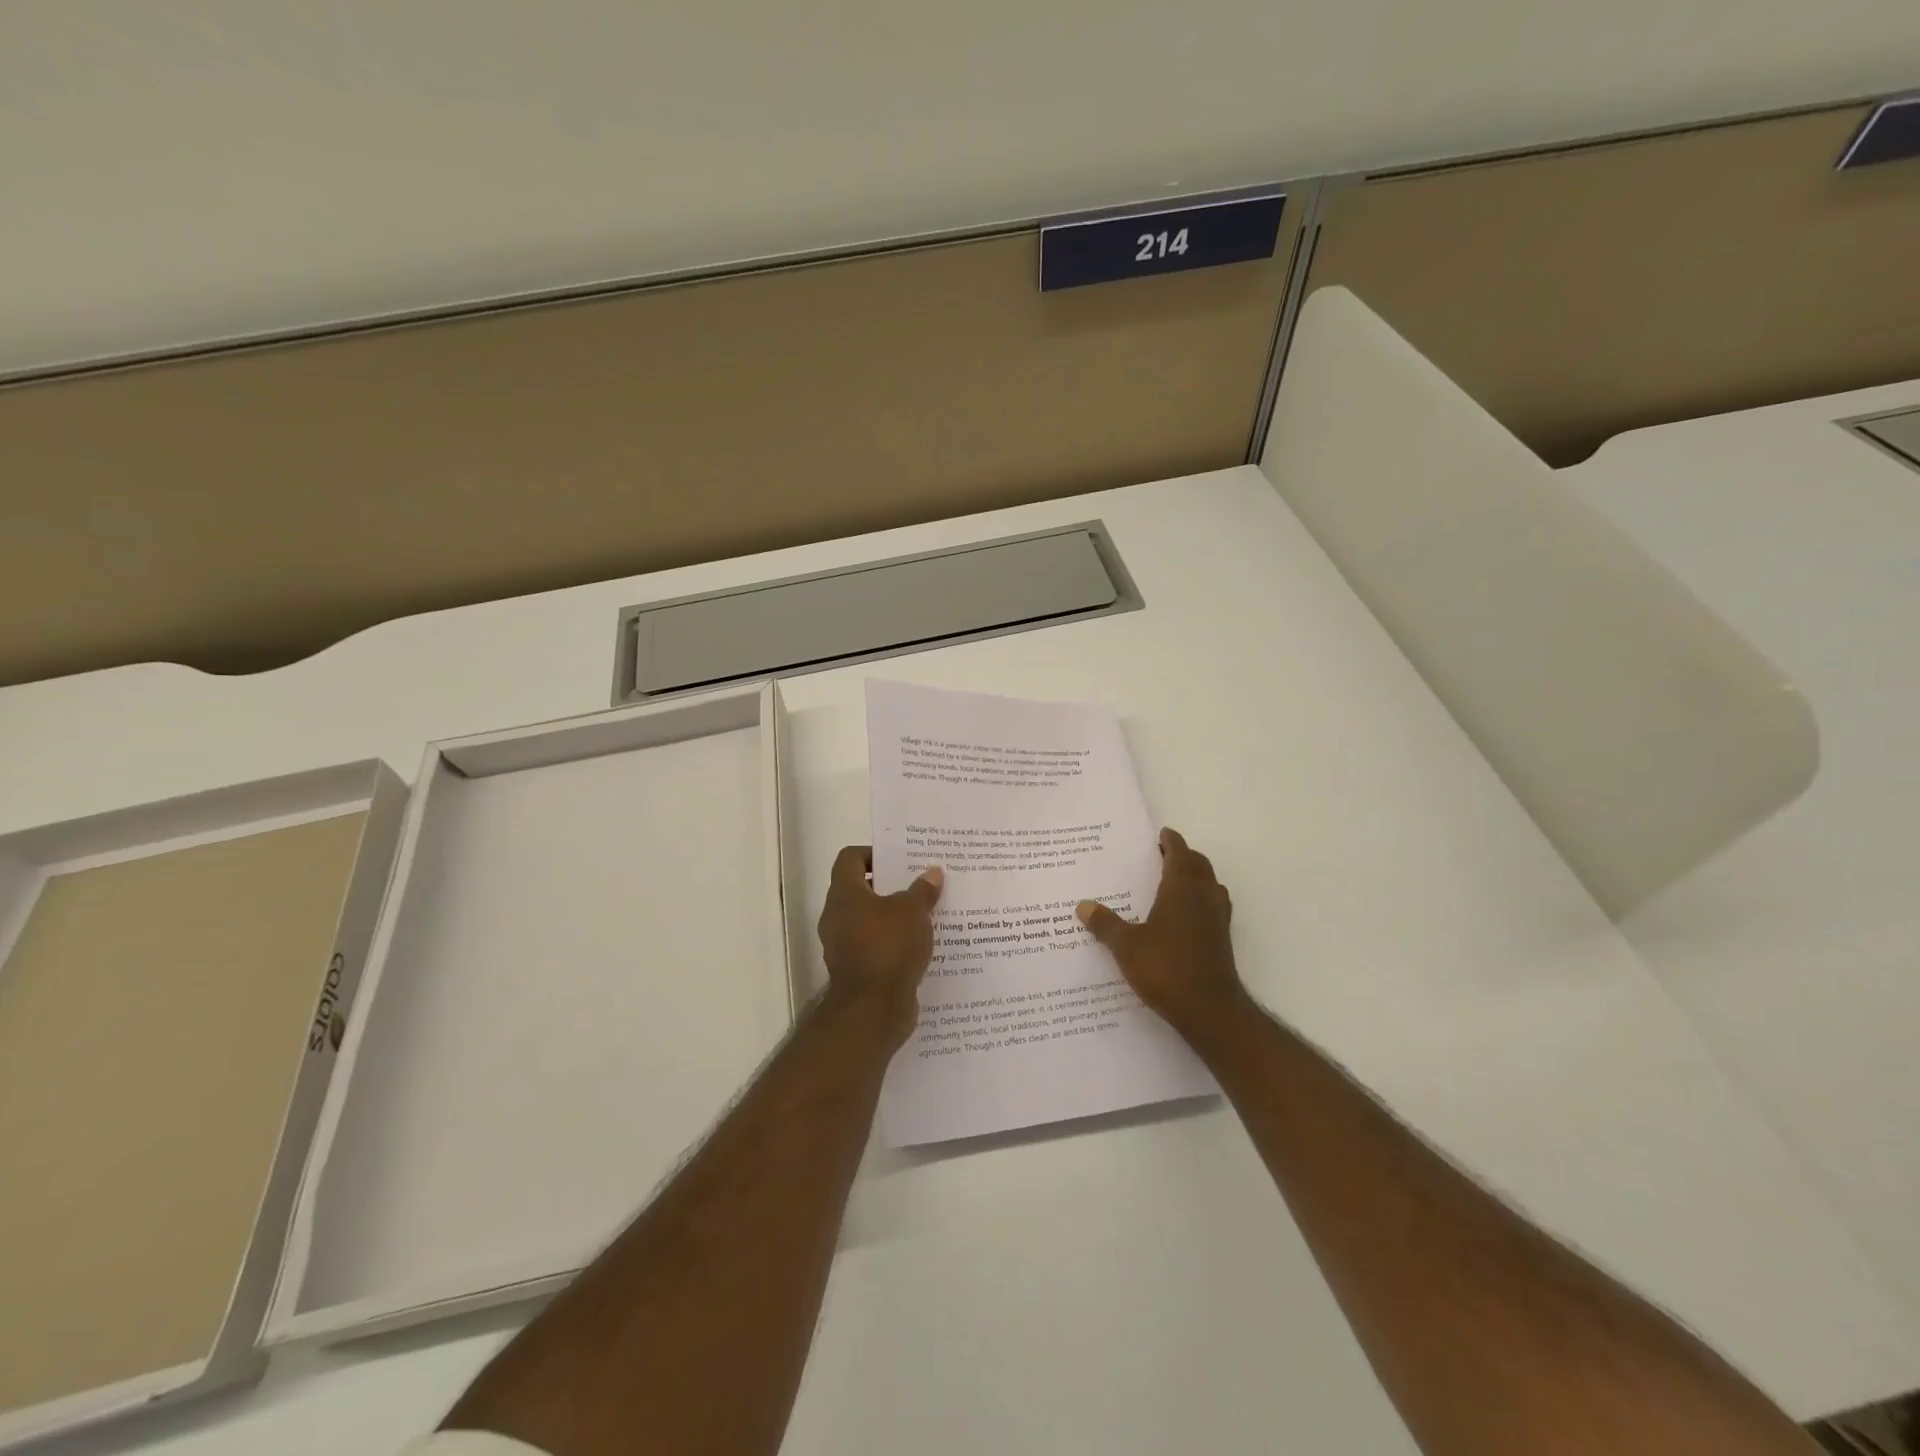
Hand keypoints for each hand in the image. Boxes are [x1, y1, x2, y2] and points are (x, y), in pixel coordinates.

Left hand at [817, 846, 944, 1044]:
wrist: (873, 1010)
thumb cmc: (888, 947)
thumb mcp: (913, 912)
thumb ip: (922, 890)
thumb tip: (933, 872)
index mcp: (845, 894)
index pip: (850, 858)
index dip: (872, 853)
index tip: (899, 859)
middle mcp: (837, 917)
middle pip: (861, 890)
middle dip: (890, 886)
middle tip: (919, 883)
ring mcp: (844, 946)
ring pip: (870, 920)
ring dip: (894, 916)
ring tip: (926, 913)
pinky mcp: (857, 970)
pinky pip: (876, 946)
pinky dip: (894, 943)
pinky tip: (921, 944)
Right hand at [1076, 827, 1249, 1040]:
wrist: (1210, 1010)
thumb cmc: (1166, 969)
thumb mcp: (1126, 946)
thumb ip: (1105, 924)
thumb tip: (1083, 904)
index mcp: (1181, 889)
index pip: (1180, 854)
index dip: (1171, 841)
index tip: (1162, 834)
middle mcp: (1204, 898)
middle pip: (1199, 866)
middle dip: (1183, 857)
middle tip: (1162, 855)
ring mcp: (1217, 920)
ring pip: (1209, 886)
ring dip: (1195, 877)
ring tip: (1172, 882)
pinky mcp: (1221, 941)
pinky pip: (1212, 907)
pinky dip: (1200, 900)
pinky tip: (1182, 917)